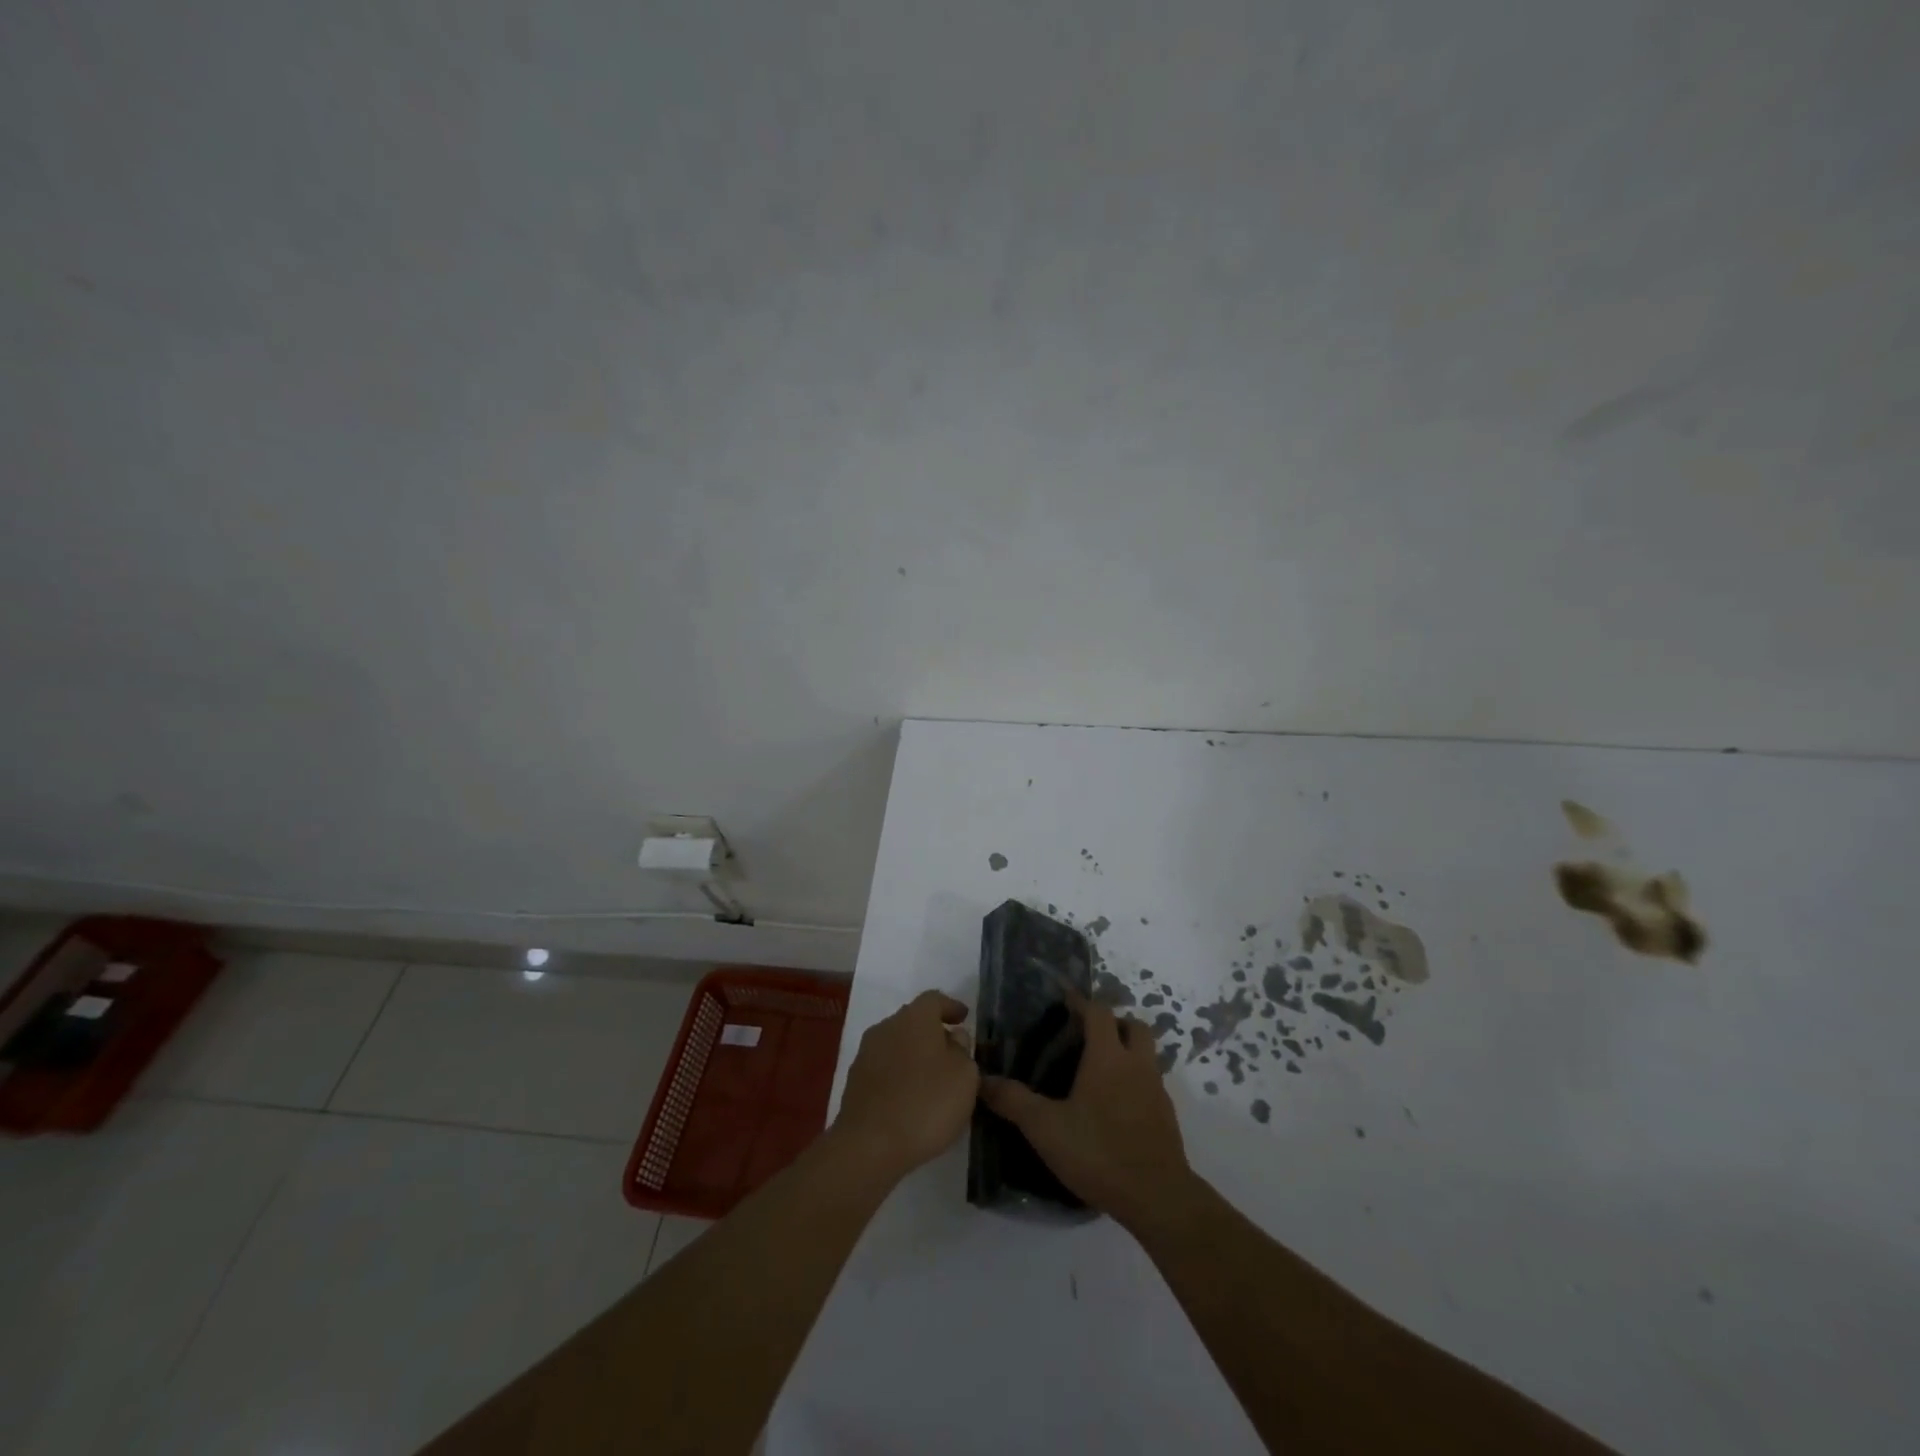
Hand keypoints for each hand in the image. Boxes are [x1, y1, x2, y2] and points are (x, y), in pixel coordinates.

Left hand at [832, 990, 979, 1183]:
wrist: (869, 1145)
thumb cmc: (926, 1103)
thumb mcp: (964, 1076)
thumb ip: (963, 1050)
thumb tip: (953, 1038)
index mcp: (915, 1017)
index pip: (934, 999)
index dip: (951, 1007)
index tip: (964, 1018)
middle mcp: (887, 1026)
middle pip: (914, 1020)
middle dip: (933, 1032)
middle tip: (952, 1051)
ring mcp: (867, 1054)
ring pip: (897, 1044)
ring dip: (915, 1055)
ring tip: (933, 1079)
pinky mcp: (855, 1081)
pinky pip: (885, 1068)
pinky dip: (900, 1075)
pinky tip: (911, 1098)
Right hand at [979, 994, 1192, 1229]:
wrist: (1157, 1198)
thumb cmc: (1099, 1152)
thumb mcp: (1046, 1128)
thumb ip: (1014, 1101)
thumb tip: (982, 1080)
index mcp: (1108, 1057)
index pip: (1099, 1012)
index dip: (1082, 1002)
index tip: (1065, 1001)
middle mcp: (1136, 1064)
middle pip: (1133, 1026)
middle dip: (1113, 1023)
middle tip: (1088, 1036)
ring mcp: (1157, 1090)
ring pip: (1146, 1054)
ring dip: (1127, 1051)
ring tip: (1099, 1071)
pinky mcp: (1167, 1116)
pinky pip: (1151, 1083)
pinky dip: (1135, 1082)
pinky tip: (1115, 1106)